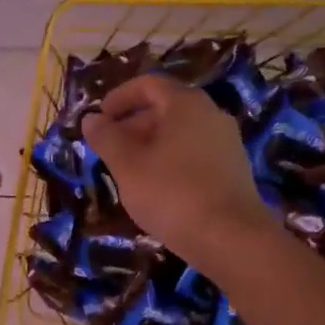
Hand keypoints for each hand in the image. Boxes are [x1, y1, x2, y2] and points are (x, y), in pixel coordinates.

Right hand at [82, 75, 280, 270]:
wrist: (231, 239)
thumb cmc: (171, 193)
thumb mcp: (127, 165)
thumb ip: (106, 138)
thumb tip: (91, 119)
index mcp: (185, 104)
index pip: (148, 85)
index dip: (119, 97)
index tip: (99, 118)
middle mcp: (211, 114)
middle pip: (165, 108)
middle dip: (133, 125)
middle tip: (108, 150)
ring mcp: (227, 143)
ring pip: (180, 134)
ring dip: (151, 146)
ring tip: (129, 172)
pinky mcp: (234, 170)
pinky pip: (195, 154)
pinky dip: (171, 161)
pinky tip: (158, 189)